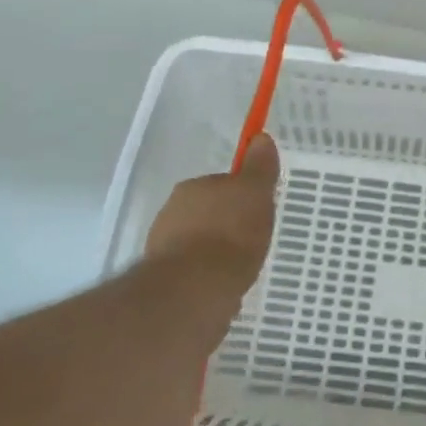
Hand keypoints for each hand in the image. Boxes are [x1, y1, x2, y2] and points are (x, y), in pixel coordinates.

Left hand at [143, 133, 280, 298]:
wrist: (196, 288)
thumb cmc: (231, 233)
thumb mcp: (255, 193)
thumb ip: (259, 167)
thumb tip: (261, 138)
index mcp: (193, 186)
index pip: (220, 184)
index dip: (240, 196)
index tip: (256, 212)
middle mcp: (172, 210)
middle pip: (206, 211)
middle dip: (225, 223)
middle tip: (251, 239)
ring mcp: (163, 245)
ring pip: (196, 241)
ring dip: (213, 250)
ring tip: (239, 268)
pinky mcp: (163, 278)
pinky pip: (192, 269)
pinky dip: (205, 275)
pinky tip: (222, 286)